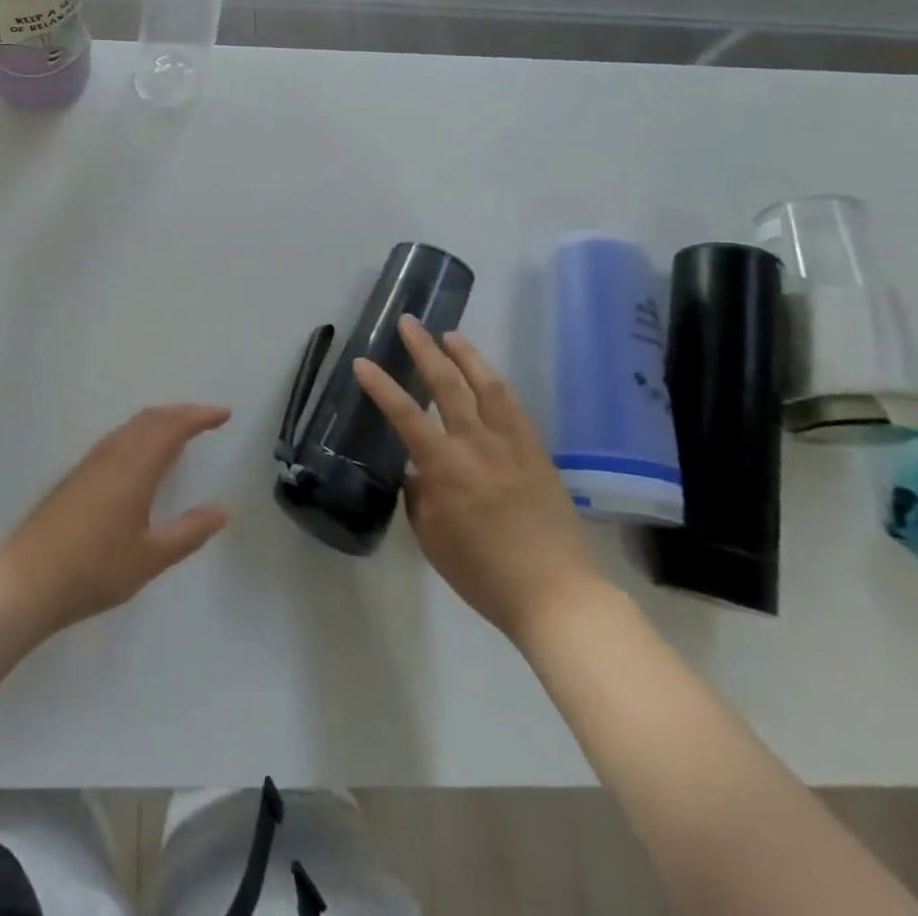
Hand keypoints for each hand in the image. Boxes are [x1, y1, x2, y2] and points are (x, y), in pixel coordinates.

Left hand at [0, 405, 232, 634]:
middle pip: (151, 419)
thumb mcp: (150, 558)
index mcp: (135, 468)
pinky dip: (141, 433)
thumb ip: (189, 532)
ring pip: (131, 427)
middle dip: (182, 413)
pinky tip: (143, 455)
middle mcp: (113, 455)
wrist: (27, 579)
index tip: (224, 414)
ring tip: (181, 431)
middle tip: (208, 419)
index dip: (199, 417)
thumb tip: (223, 510)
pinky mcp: (77, 475)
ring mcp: (91, 463)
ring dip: (160, 421)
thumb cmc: (94, 569)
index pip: (172, 428)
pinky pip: (118, 438)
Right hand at [353, 318, 604, 646]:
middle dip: (423, 349)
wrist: (555, 594)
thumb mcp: (431, 537)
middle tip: (408, 322)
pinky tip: (489, 375)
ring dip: (466, 355)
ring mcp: (511, 444)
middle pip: (446, 384)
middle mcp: (477, 444)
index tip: (362, 362)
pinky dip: (497, 383)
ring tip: (450, 334)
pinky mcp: (537, 452)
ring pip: (487, 385)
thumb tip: (417, 469)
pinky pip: (515, 407)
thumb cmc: (482, 573)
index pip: (404, 413)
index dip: (380, 385)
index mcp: (444, 466)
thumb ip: (418, 494)